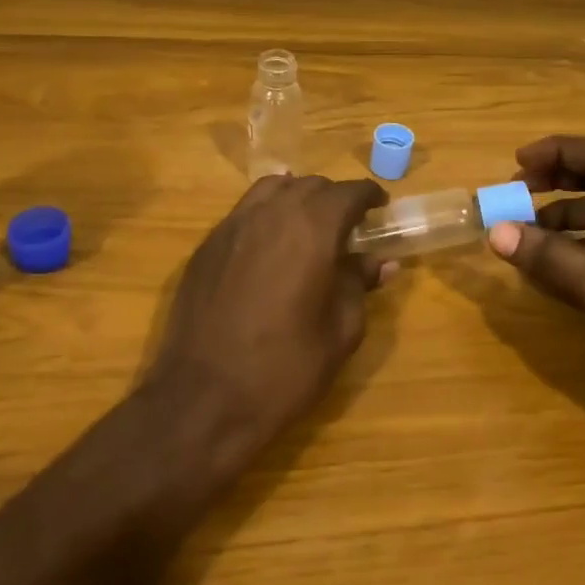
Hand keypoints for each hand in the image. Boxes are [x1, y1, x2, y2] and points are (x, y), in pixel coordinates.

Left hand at [147, 174, 393, 460]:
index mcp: (312, 230)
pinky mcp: (205, 247)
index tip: (380, 209)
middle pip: (310, 185)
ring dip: (297, 198)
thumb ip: (359, 285)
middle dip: (334, 199)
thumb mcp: (340, 331)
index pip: (348, 193)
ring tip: (308, 225)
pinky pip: (243, 212)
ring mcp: (232, 227)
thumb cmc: (285, 368)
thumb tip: (381, 262)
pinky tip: (270, 245)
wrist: (204, 399)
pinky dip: (265, 214)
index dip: (369, 197)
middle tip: (348, 226)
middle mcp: (271, 214)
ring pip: (272, 189)